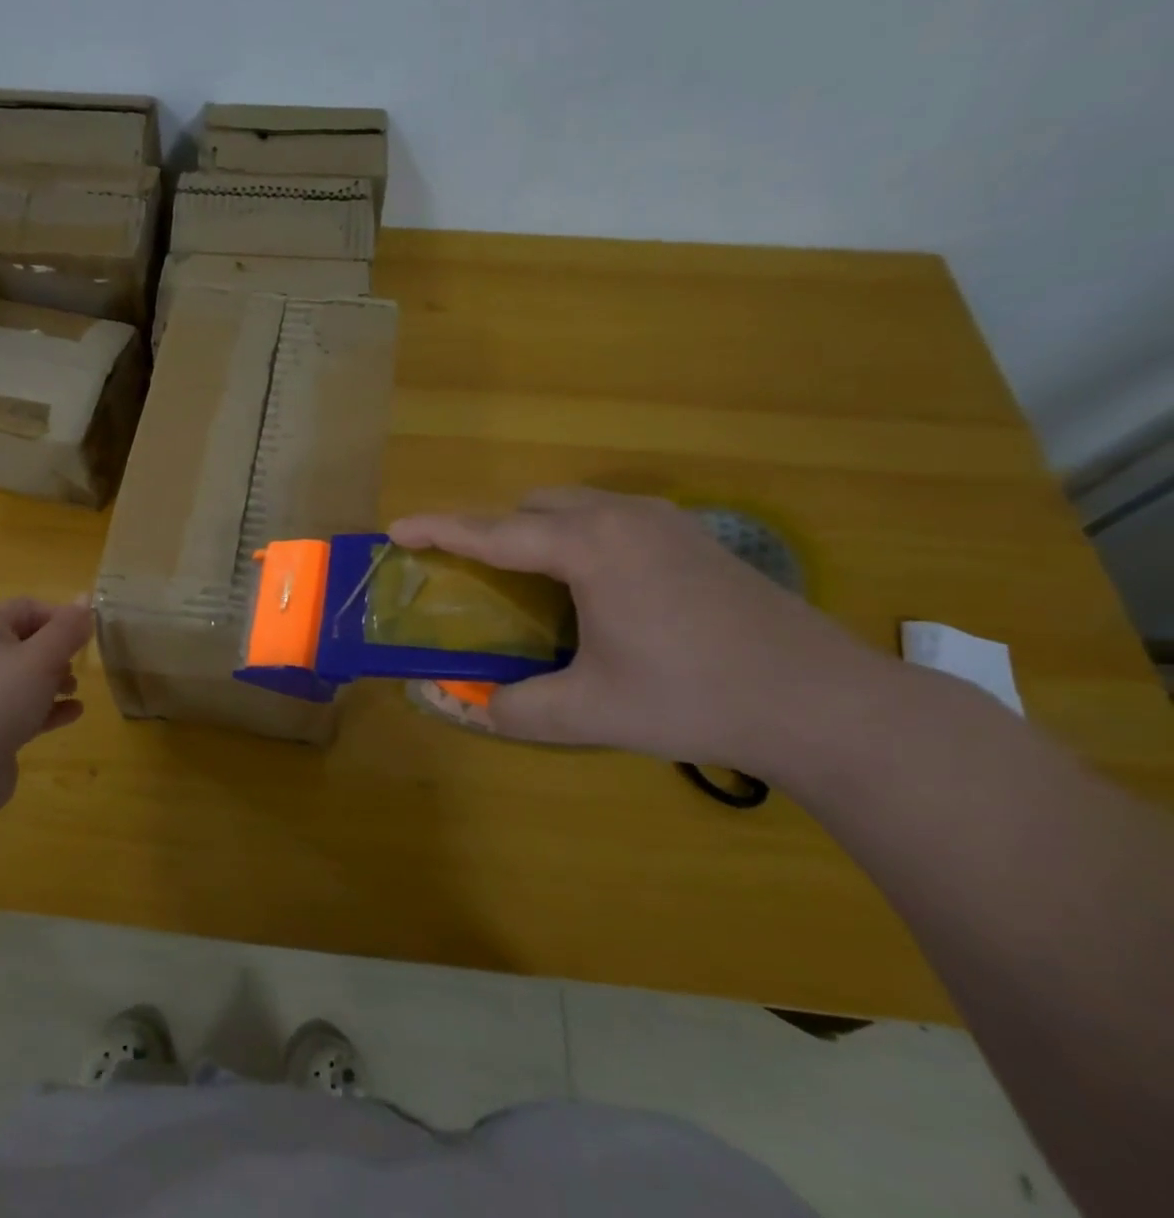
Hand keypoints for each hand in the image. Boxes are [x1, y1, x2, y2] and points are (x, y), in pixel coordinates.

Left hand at [0, 598, 94, 820]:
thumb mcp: (41, 658)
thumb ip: (68, 629)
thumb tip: (87, 598)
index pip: (28, 607)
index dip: (61, 617)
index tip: (87, 637)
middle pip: (26, 641)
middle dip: (58, 651)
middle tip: (79, 666)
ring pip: (24, 677)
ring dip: (55, 680)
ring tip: (75, 691)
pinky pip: (21, 708)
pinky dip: (47, 708)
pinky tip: (73, 714)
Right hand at [388, 488, 897, 777]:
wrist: (822, 701)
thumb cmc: (695, 697)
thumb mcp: (591, 712)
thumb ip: (515, 710)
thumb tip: (469, 708)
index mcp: (590, 546)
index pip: (494, 532)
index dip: (439, 529)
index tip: (396, 529)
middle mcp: (622, 516)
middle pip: (532, 505)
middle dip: (490, 528)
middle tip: (467, 571)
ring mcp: (664, 520)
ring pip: (574, 504)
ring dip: (534, 529)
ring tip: (523, 579)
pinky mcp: (691, 536)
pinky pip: (609, 516)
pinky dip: (575, 535)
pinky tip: (588, 585)